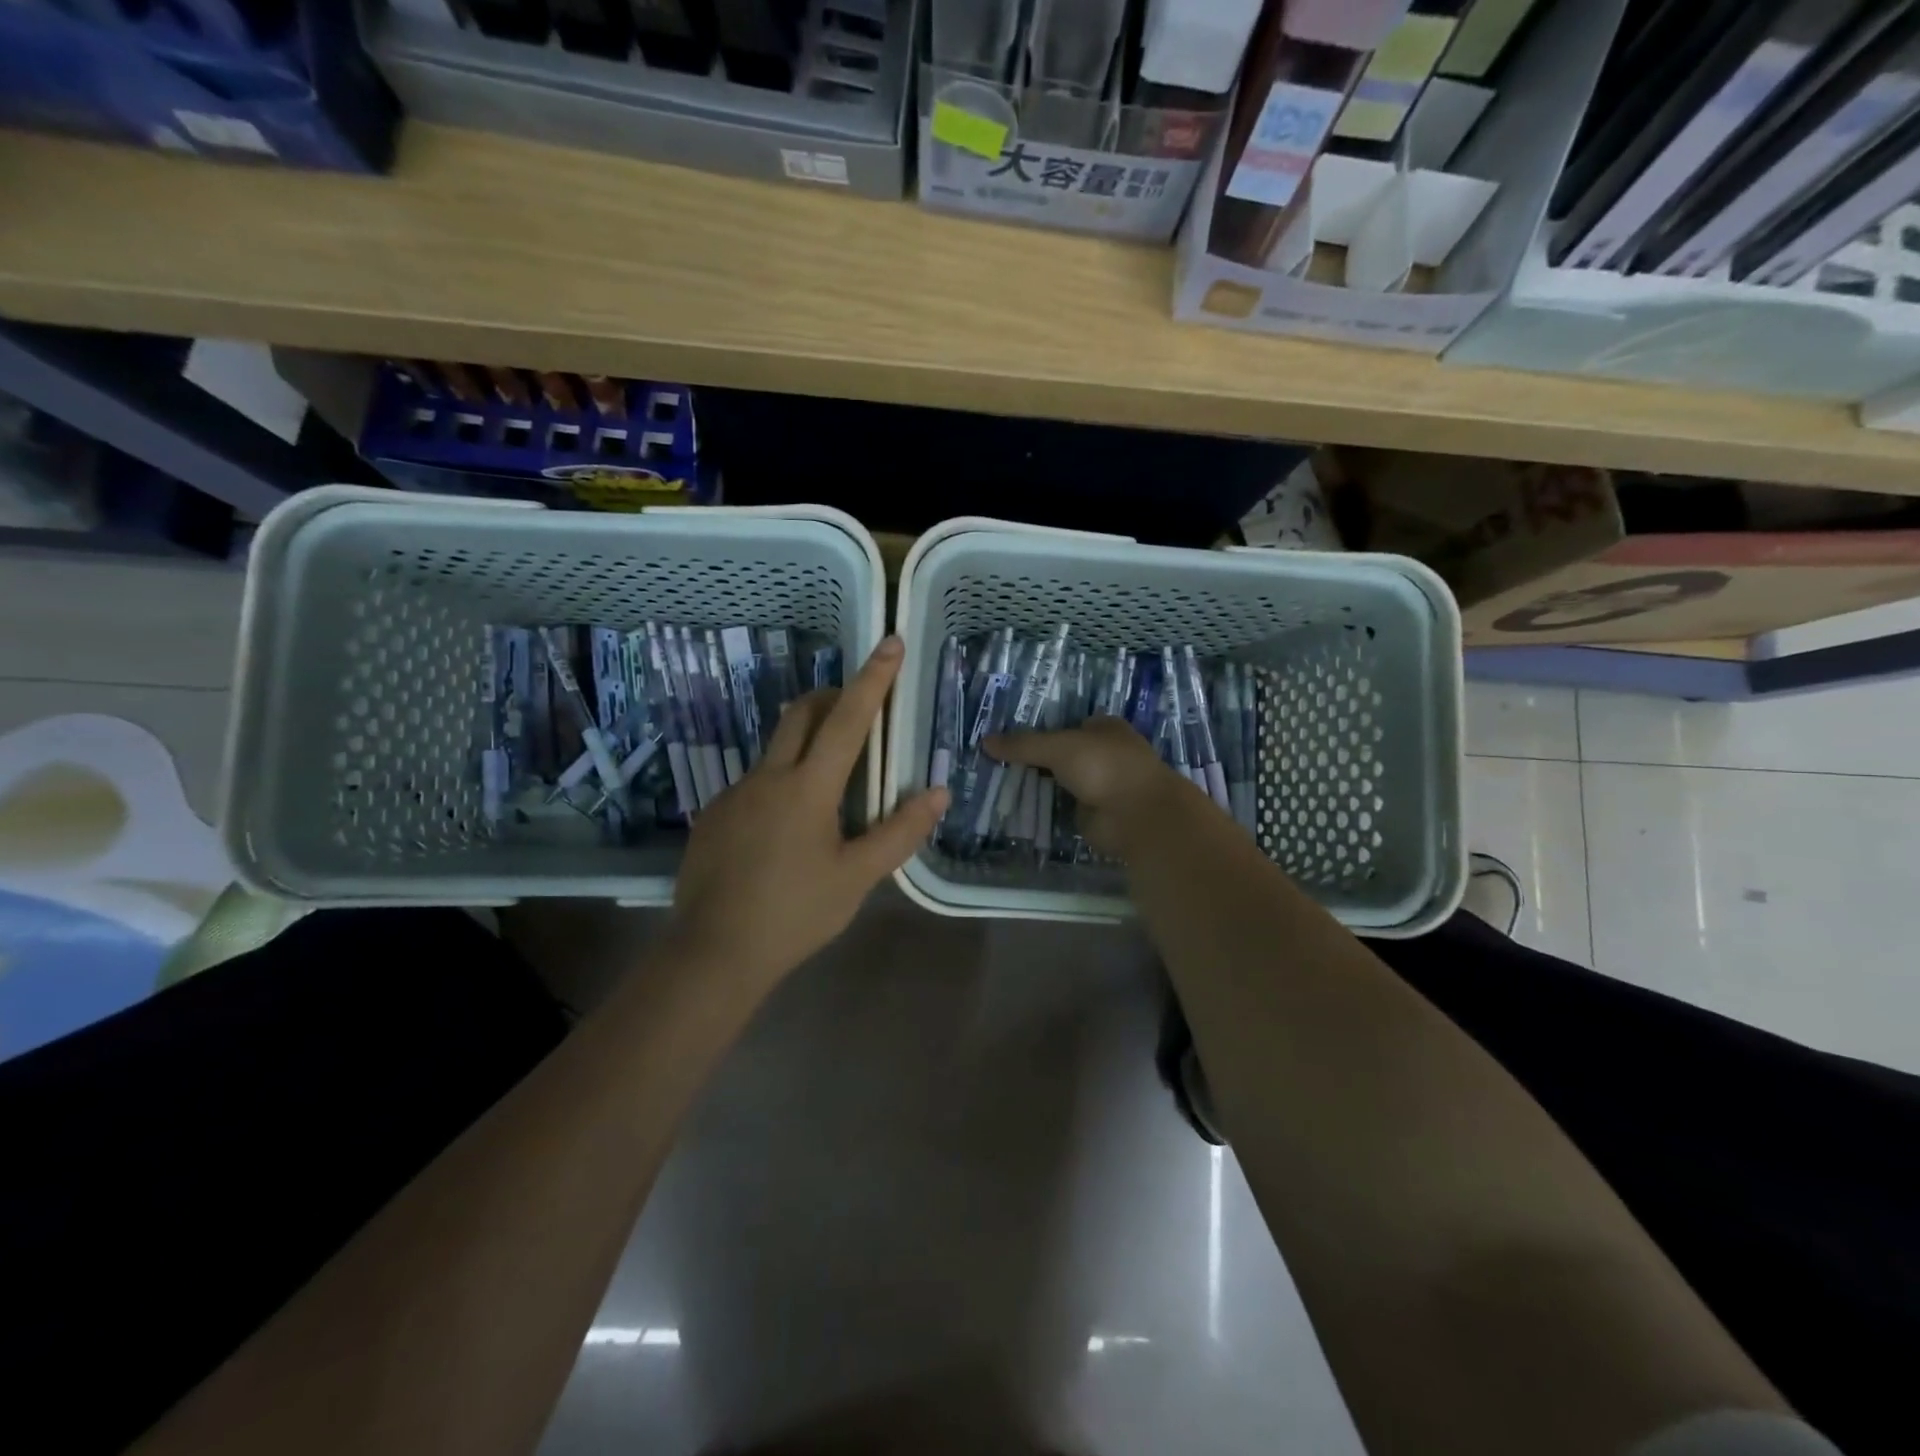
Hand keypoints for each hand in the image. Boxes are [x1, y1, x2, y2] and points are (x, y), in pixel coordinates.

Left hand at [669, 637, 948, 983]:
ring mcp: (734, 794)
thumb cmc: (795, 914)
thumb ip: (899, 832)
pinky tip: (785, 830)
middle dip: (831, 696)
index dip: (872, 679)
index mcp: (808, 787)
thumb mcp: (857, 877)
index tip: (888, 643)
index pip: (846, 719)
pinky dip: (779, 784)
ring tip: (828, 787)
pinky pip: (754, 784)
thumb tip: (938, 792)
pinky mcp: (713, 816)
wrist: (713, 953)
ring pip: (775, 750)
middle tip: (857, 706)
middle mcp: (767, 778)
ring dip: (805, 744)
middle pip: (800, 714)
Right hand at [985, 716, 1197, 857]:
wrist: (1136, 815)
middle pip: (1063, 754)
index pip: (1069, 724)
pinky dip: (1046, 808)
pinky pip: (1062, 807)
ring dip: (1040, 785)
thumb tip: (985, 741)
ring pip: (1062, 781)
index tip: (1011, 737)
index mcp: (1105, 728)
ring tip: (1000, 783)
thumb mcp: (1058, 748)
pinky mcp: (1094, 813)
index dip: (1043, 729)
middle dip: (1037, 759)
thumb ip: (1023, 745)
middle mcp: (1104, 754)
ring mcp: (1101, 786)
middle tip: (999, 761)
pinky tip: (1018, 807)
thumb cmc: (1103, 766)